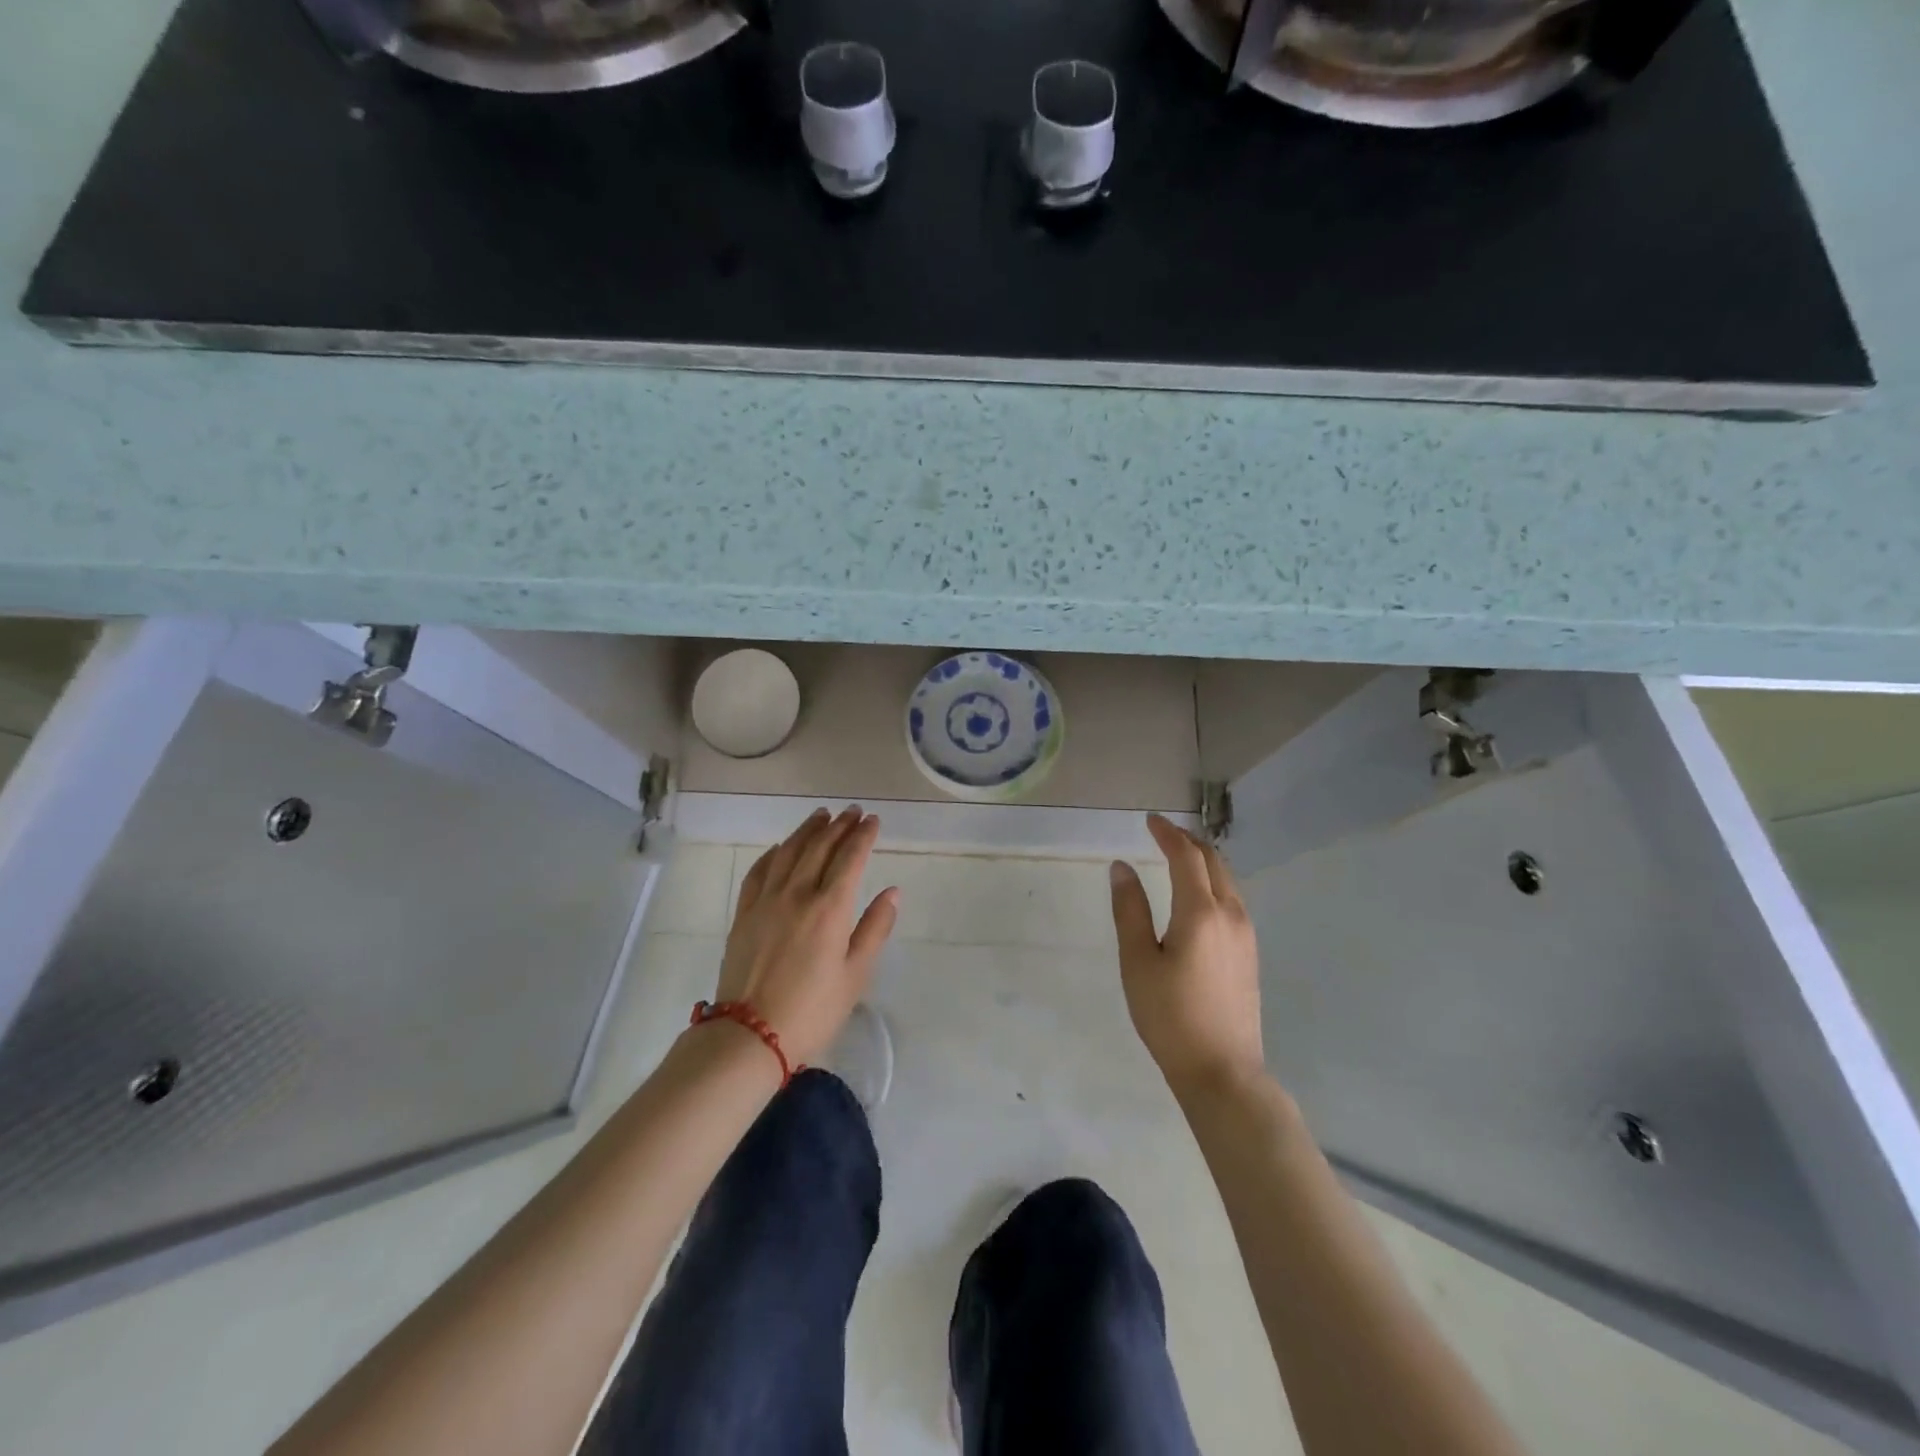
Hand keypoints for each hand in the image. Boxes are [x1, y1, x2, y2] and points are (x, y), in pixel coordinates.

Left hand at [712, 807, 899, 1066]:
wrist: (749, 1035)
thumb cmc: (812, 1010)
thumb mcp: (856, 975)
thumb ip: (875, 929)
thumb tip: (892, 892)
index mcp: (829, 908)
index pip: (850, 858)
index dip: (863, 835)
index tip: (873, 820)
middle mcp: (797, 894)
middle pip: (819, 848)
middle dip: (839, 826)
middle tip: (852, 811)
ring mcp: (766, 901)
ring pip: (788, 852)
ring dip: (807, 830)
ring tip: (821, 816)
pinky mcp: (744, 914)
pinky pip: (759, 871)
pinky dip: (773, 853)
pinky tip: (780, 847)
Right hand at [1110, 813, 1264, 1094]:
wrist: (1222, 1071)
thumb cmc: (1169, 1015)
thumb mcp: (1138, 961)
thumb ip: (1130, 910)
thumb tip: (1122, 867)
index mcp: (1201, 912)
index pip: (1186, 856)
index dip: (1167, 834)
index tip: (1149, 820)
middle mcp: (1231, 915)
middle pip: (1214, 862)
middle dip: (1188, 842)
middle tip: (1162, 834)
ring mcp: (1246, 935)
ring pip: (1228, 881)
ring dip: (1204, 861)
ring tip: (1179, 858)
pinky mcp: (1250, 954)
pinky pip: (1233, 900)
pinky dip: (1214, 883)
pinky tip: (1199, 896)